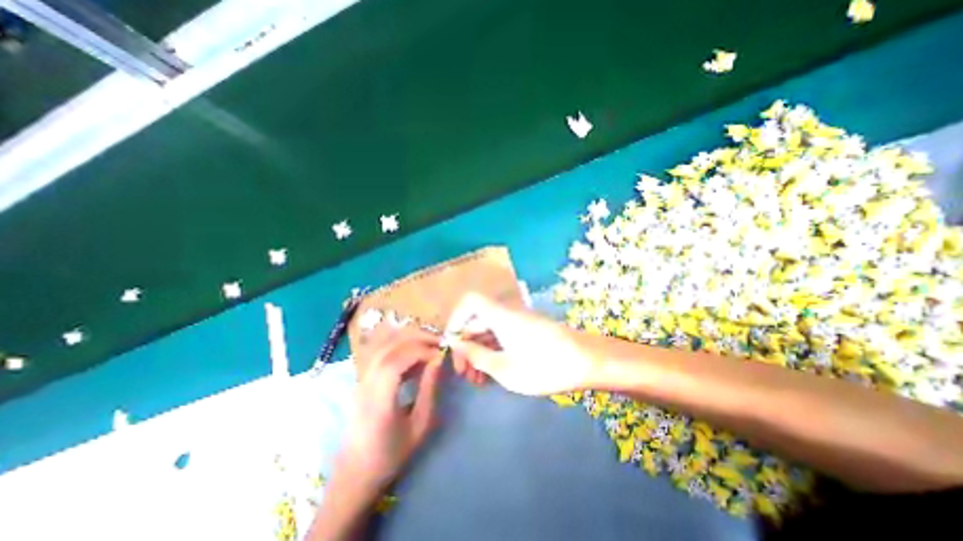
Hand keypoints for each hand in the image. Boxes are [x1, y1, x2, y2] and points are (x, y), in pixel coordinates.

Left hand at [335, 327, 445, 492]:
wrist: (355, 475)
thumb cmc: (390, 455)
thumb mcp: (419, 426)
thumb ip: (429, 389)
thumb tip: (438, 360)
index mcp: (379, 400)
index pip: (397, 360)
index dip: (422, 350)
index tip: (441, 354)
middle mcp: (366, 384)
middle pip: (389, 346)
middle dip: (417, 338)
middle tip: (439, 342)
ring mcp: (361, 380)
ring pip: (383, 345)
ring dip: (408, 339)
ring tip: (429, 345)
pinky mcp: (362, 380)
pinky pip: (381, 353)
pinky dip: (400, 347)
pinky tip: (414, 357)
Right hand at [444, 294, 595, 395]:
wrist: (586, 361)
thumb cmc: (544, 366)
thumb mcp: (504, 368)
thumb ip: (477, 355)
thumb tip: (457, 344)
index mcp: (499, 315)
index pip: (469, 302)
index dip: (456, 319)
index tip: (453, 346)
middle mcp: (507, 312)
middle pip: (477, 320)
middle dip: (467, 345)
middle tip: (464, 374)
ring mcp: (518, 320)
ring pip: (489, 330)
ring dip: (479, 351)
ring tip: (477, 380)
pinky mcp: (526, 329)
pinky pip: (502, 334)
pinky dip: (493, 350)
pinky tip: (492, 372)